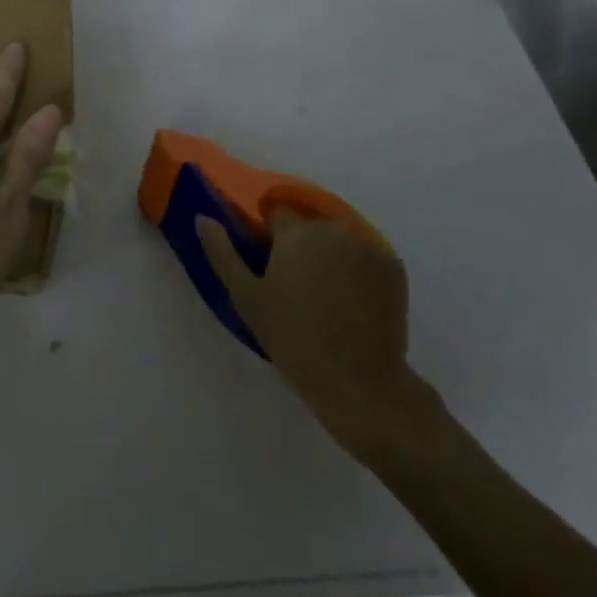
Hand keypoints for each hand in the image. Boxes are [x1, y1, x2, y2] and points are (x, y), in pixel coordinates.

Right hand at [198, 210, 444, 467]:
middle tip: (295, 288)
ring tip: (325, 298)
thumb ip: (222, 252)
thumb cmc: (292, 337)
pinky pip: (365, 257)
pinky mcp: (394, 268)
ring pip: (338, 241)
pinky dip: (357, 271)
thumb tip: (202, 218)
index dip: (269, 239)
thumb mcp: (246, 297)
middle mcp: (335, 229)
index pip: (276, 214)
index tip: (268, 269)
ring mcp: (369, 247)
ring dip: (329, 256)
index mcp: (297, 231)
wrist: (359, 382)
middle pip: (309, 227)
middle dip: (301, 247)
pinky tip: (351, 303)